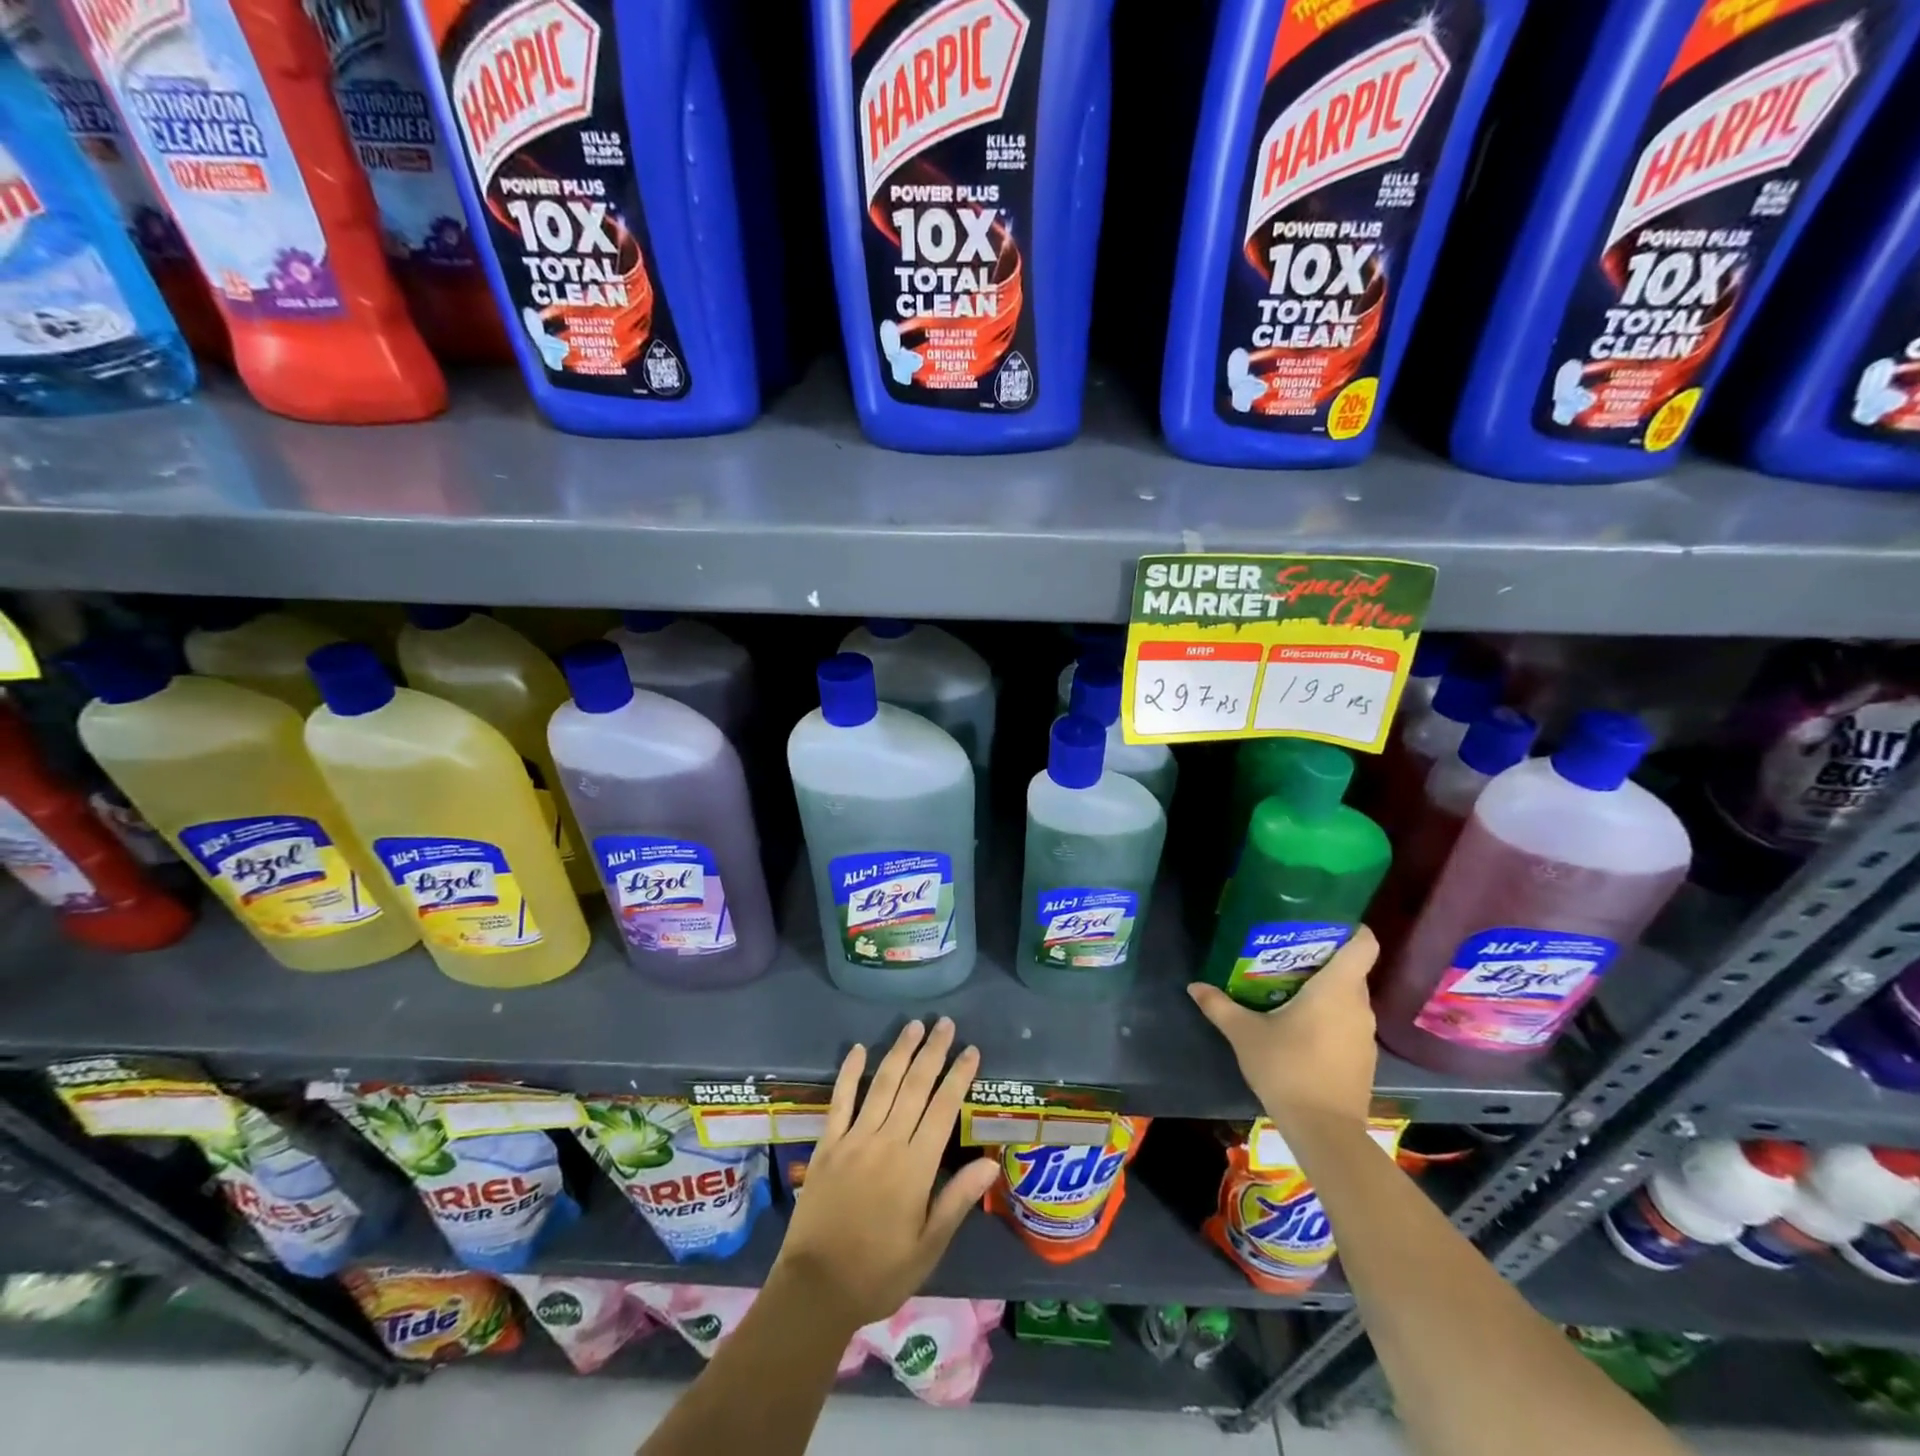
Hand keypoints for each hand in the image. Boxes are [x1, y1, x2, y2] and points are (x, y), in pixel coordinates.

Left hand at [771, 1018, 999, 1333]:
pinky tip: (857, 1048)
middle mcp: (886, 1143)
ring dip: (899, 1052)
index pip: (943, 1109)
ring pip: (882, 1085)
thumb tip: (990, 1162)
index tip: (971, 1051)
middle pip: (914, 1086)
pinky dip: (849, 1072)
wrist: (815, 1290)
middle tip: (945, 1023)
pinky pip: (840, 1101)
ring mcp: (854, 1140)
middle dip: (932, 1052)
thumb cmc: (879, 1273)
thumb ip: (957, 1200)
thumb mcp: (928, 1247)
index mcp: (915, 1167)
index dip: (958, 1077)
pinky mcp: (828, 1145)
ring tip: (914, 1025)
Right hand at [1188, 926, 1379, 1134]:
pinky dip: (1330, 1017)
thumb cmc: (1287, 1068)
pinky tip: (1301, 1027)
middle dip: (1324, 959)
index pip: (1363, 944)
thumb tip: (1194, 986)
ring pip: (1350, 997)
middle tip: (1288, 954)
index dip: (1351, 928)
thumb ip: (1220, 1006)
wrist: (1324, 1131)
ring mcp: (1365, 1034)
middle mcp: (1358, 1005)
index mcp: (1336, 989)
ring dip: (1326, 990)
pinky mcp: (1364, 1058)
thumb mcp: (1244, 1034)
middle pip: (1351, 969)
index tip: (1325, 922)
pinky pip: (1349, 1022)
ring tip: (1289, 988)